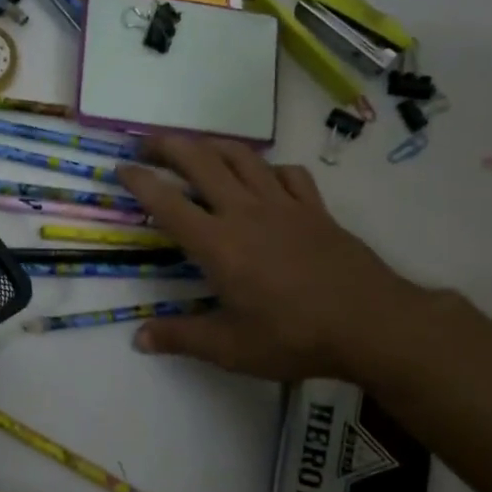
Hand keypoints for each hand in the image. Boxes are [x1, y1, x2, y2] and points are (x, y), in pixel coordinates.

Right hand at [117, 136, 421, 382]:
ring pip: (242, 156)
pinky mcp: (315, 209)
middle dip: (168, 145)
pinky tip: (264, 178)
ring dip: (212, 145)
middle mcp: (245, 212)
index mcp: (217, 244)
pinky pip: (288, 174)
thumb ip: (180, 338)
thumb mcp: (229, 348)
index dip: (139, 181)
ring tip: (196, 148)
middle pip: (201, 161)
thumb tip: (138, 339)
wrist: (371, 323)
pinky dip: (268, 168)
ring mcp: (283, 205)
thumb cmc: (293, 336)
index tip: (120, 168)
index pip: (167, 202)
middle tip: (147, 143)